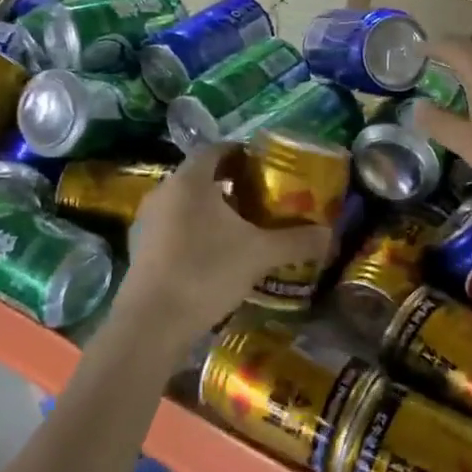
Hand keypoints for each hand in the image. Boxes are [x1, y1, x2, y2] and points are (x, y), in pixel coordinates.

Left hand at [114, 147, 330, 342]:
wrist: (151, 322)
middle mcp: (165, 191)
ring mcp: (148, 220)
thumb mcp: (259, 254)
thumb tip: (329, 234)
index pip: (216, 149)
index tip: (264, 165)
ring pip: (185, 202)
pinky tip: (215, 253)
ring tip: (241, 226)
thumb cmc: (205, 272)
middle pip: (200, 175)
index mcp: (190, 180)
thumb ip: (295, 241)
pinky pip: (173, 225)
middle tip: (260, 196)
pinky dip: (195, 229)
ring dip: (211, 208)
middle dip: (229, 182)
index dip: (241, 152)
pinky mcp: (142, 247)